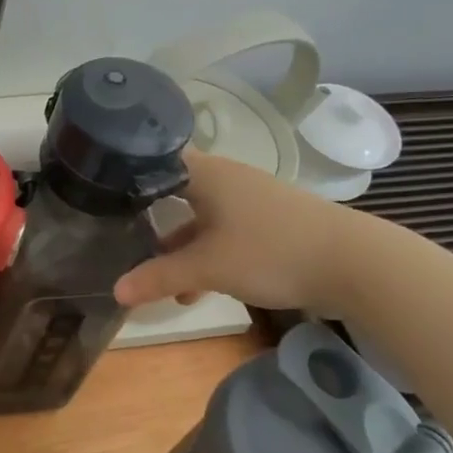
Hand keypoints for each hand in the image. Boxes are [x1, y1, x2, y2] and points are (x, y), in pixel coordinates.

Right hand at [114, 150, 363, 312]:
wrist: (354, 264)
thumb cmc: (271, 252)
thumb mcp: (207, 268)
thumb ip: (159, 278)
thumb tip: (115, 291)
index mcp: (207, 174)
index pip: (155, 160)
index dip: (126, 176)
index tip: (98, 196)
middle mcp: (227, 180)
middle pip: (174, 193)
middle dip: (147, 220)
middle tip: (116, 239)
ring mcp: (250, 202)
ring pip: (198, 219)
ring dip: (177, 247)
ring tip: (154, 279)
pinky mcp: (268, 225)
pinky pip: (222, 234)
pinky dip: (205, 256)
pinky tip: (195, 291)